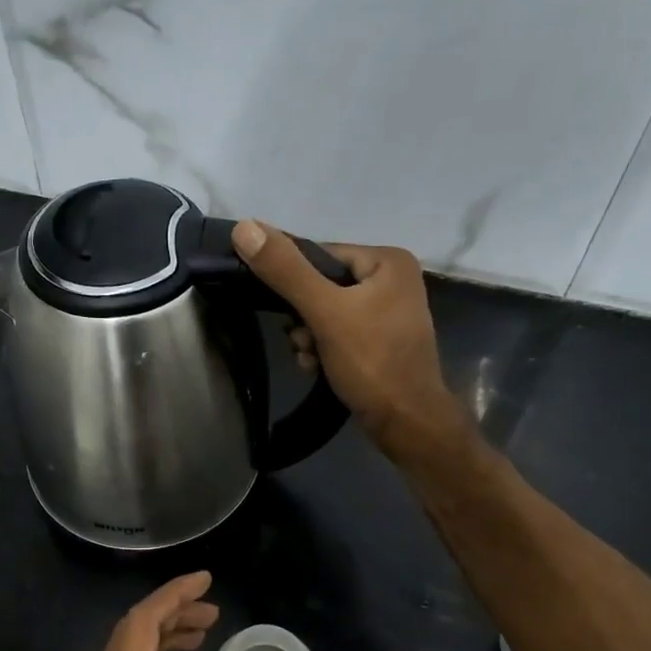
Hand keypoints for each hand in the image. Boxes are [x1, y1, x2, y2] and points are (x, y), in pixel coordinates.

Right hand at [231, 220, 457, 448]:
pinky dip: (323, 348)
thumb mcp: (324, 312)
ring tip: (311, 358)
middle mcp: (392, 279)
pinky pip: (338, 332)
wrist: (406, 423)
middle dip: (302, 317)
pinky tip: (318, 366)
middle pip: (321, 285)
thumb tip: (244, 228)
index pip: (320, 255)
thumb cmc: (372, 361)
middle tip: (303, 341)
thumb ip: (285, 271)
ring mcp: (388, 312)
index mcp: (387, 260)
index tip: (283, 311)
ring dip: (308, 336)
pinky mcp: (380, 341)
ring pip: (326, 312)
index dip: (294, 282)